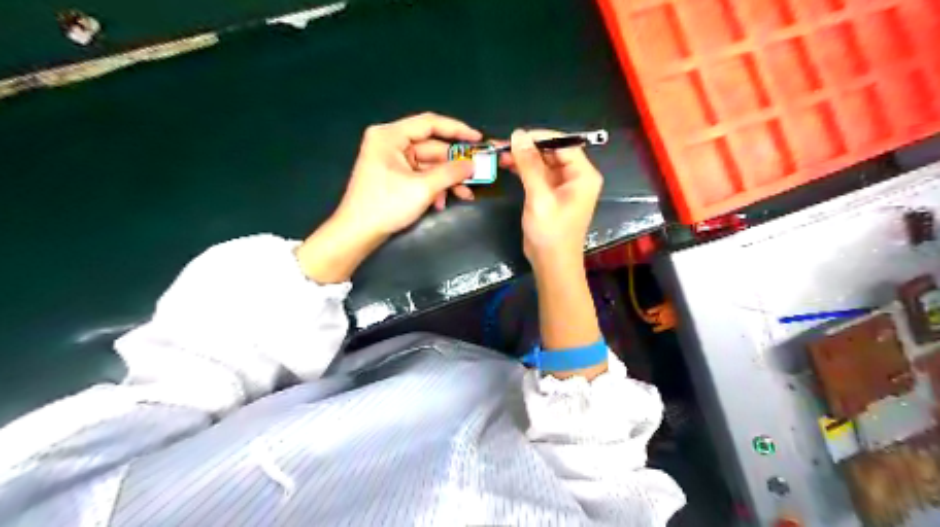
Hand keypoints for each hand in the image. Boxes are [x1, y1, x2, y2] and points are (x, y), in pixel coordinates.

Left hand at [296, 112, 483, 283]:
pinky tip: (442, 203)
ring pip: (429, 164)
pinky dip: (434, 187)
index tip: (478, 139)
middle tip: (478, 172)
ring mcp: (392, 161)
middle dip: (454, 164)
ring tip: (466, 194)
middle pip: (431, 147)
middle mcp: (391, 143)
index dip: (457, 129)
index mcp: (390, 136)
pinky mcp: (395, 176)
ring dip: (447, 179)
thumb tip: (474, 164)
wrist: (357, 233)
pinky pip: (421, 176)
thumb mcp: (422, 188)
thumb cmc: (386, 205)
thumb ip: (451, 173)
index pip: (429, 123)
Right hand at [498, 128, 600, 266]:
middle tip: (502, 144)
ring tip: (500, 153)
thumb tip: (518, 134)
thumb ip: (529, 165)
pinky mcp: (551, 194)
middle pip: (553, 152)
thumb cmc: (551, 232)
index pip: (564, 144)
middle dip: (529, 147)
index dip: (540, 137)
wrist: (552, 263)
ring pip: (543, 162)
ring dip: (523, 158)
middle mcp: (576, 176)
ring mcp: (563, 186)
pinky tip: (507, 165)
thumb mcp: (539, 197)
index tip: (516, 136)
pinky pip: (538, 175)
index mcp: (583, 175)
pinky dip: (524, 170)